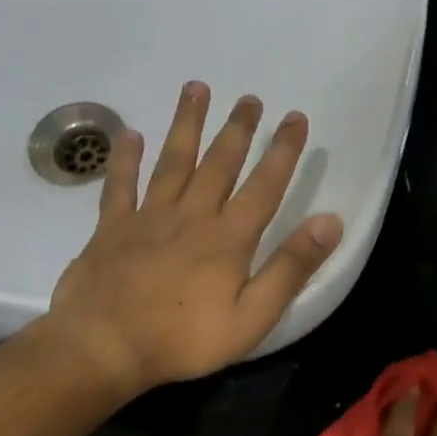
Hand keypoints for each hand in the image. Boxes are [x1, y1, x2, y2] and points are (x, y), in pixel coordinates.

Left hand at [45, 82, 342, 393]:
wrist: (107, 346)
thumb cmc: (185, 339)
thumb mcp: (252, 317)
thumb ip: (290, 269)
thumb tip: (329, 222)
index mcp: (228, 239)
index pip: (264, 186)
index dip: (282, 151)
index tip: (295, 117)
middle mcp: (191, 216)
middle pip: (218, 164)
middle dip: (238, 129)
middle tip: (250, 97)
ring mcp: (148, 219)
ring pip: (172, 162)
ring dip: (187, 125)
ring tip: (196, 89)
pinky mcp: (112, 229)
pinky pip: (121, 185)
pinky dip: (125, 159)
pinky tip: (131, 135)